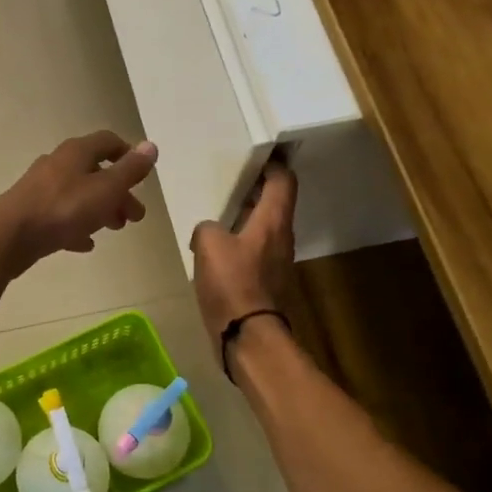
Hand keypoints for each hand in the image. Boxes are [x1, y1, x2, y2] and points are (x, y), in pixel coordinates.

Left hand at [0, 131, 158, 276]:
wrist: (9, 236)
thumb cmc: (63, 209)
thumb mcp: (105, 189)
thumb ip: (130, 170)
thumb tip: (151, 146)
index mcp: (76, 152)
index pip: (108, 141)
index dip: (128, 154)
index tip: (142, 176)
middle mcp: (57, 164)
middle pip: (95, 172)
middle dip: (119, 192)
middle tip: (135, 216)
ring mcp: (41, 188)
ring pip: (79, 194)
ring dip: (100, 209)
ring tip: (114, 229)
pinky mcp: (31, 212)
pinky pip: (61, 216)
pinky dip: (77, 226)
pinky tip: (85, 244)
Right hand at [190, 160, 296, 345]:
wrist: (247, 338)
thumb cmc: (232, 284)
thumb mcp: (208, 244)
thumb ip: (207, 227)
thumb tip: (209, 232)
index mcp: (273, 221)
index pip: (284, 181)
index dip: (273, 164)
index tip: (258, 154)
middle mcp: (281, 238)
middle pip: (275, 204)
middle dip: (256, 190)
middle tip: (231, 180)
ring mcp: (277, 263)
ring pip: (265, 229)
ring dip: (247, 218)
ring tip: (220, 213)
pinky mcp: (267, 284)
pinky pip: (255, 252)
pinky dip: (241, 244)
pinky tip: (218, 250)